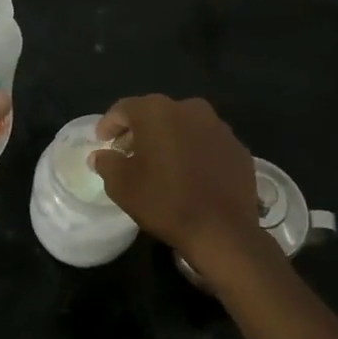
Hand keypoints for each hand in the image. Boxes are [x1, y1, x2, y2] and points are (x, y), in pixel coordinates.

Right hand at [89, 95, 270, 272]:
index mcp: (157, 112)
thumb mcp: (123, 186)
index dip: (109, 124)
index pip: (124, 108)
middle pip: (155, 113)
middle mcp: (189, 109)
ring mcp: (218, 126)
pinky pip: (207, 142)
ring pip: (184, 125)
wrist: (222, 230)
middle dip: (139, 130)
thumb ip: (107, 163)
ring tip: (160, 163)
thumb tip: (100, 155)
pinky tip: (189, 173)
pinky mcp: (237, 147)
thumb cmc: (165, 202)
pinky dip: (194, 151)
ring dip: (168, 138)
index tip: (102, 141)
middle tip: (127, 152)